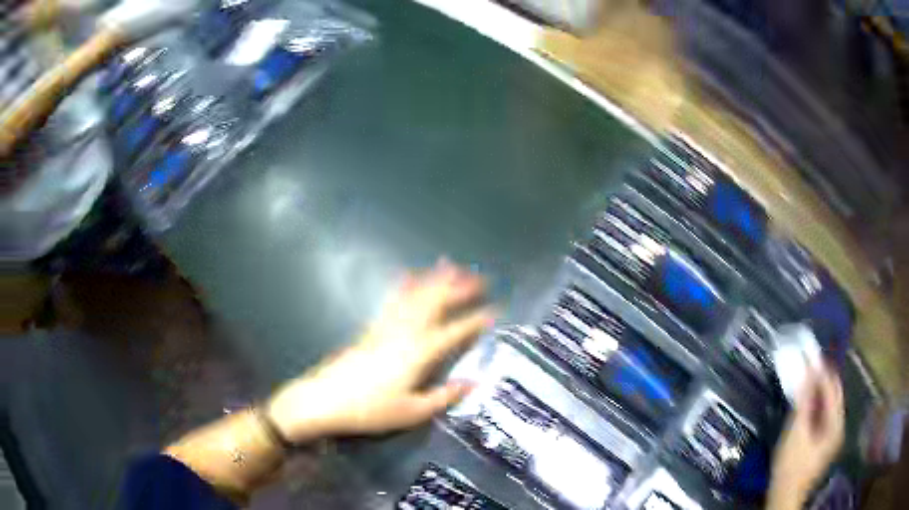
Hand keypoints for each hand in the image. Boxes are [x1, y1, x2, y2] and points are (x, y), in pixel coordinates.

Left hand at [267, 260, 495, 441]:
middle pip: (435, 303)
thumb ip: (444, 396)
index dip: (475, 320)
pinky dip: (404, 286)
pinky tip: (408, 276)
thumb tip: (474, 383)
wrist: (324, 400)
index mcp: (418, 353)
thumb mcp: (412, 412)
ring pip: (415, 296)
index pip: (454, 331)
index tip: (495, 309)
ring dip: (434, 279)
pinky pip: (392, 301)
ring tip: (450, 265)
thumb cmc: (370, 410)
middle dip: (458, 288)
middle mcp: (404, 333)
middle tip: (480, 277)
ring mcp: (386, 327)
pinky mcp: (371, 329)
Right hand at [768, 365, 844, 509]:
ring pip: (829, 404)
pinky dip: (817, 405)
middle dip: (823, 379)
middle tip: (809, 364)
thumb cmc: (791, 467)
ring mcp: (832, 435)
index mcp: (836, 423)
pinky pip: (824, 415)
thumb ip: (804, 401)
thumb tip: (808, 371)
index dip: (822, 370)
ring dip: (819, 391)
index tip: (812, 354)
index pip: (833, 388)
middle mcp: (839, 426)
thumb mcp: (796, 433)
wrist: (785, 497)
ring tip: (807, 379)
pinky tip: (807, 403)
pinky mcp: (824, 442)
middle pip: (834, 395)